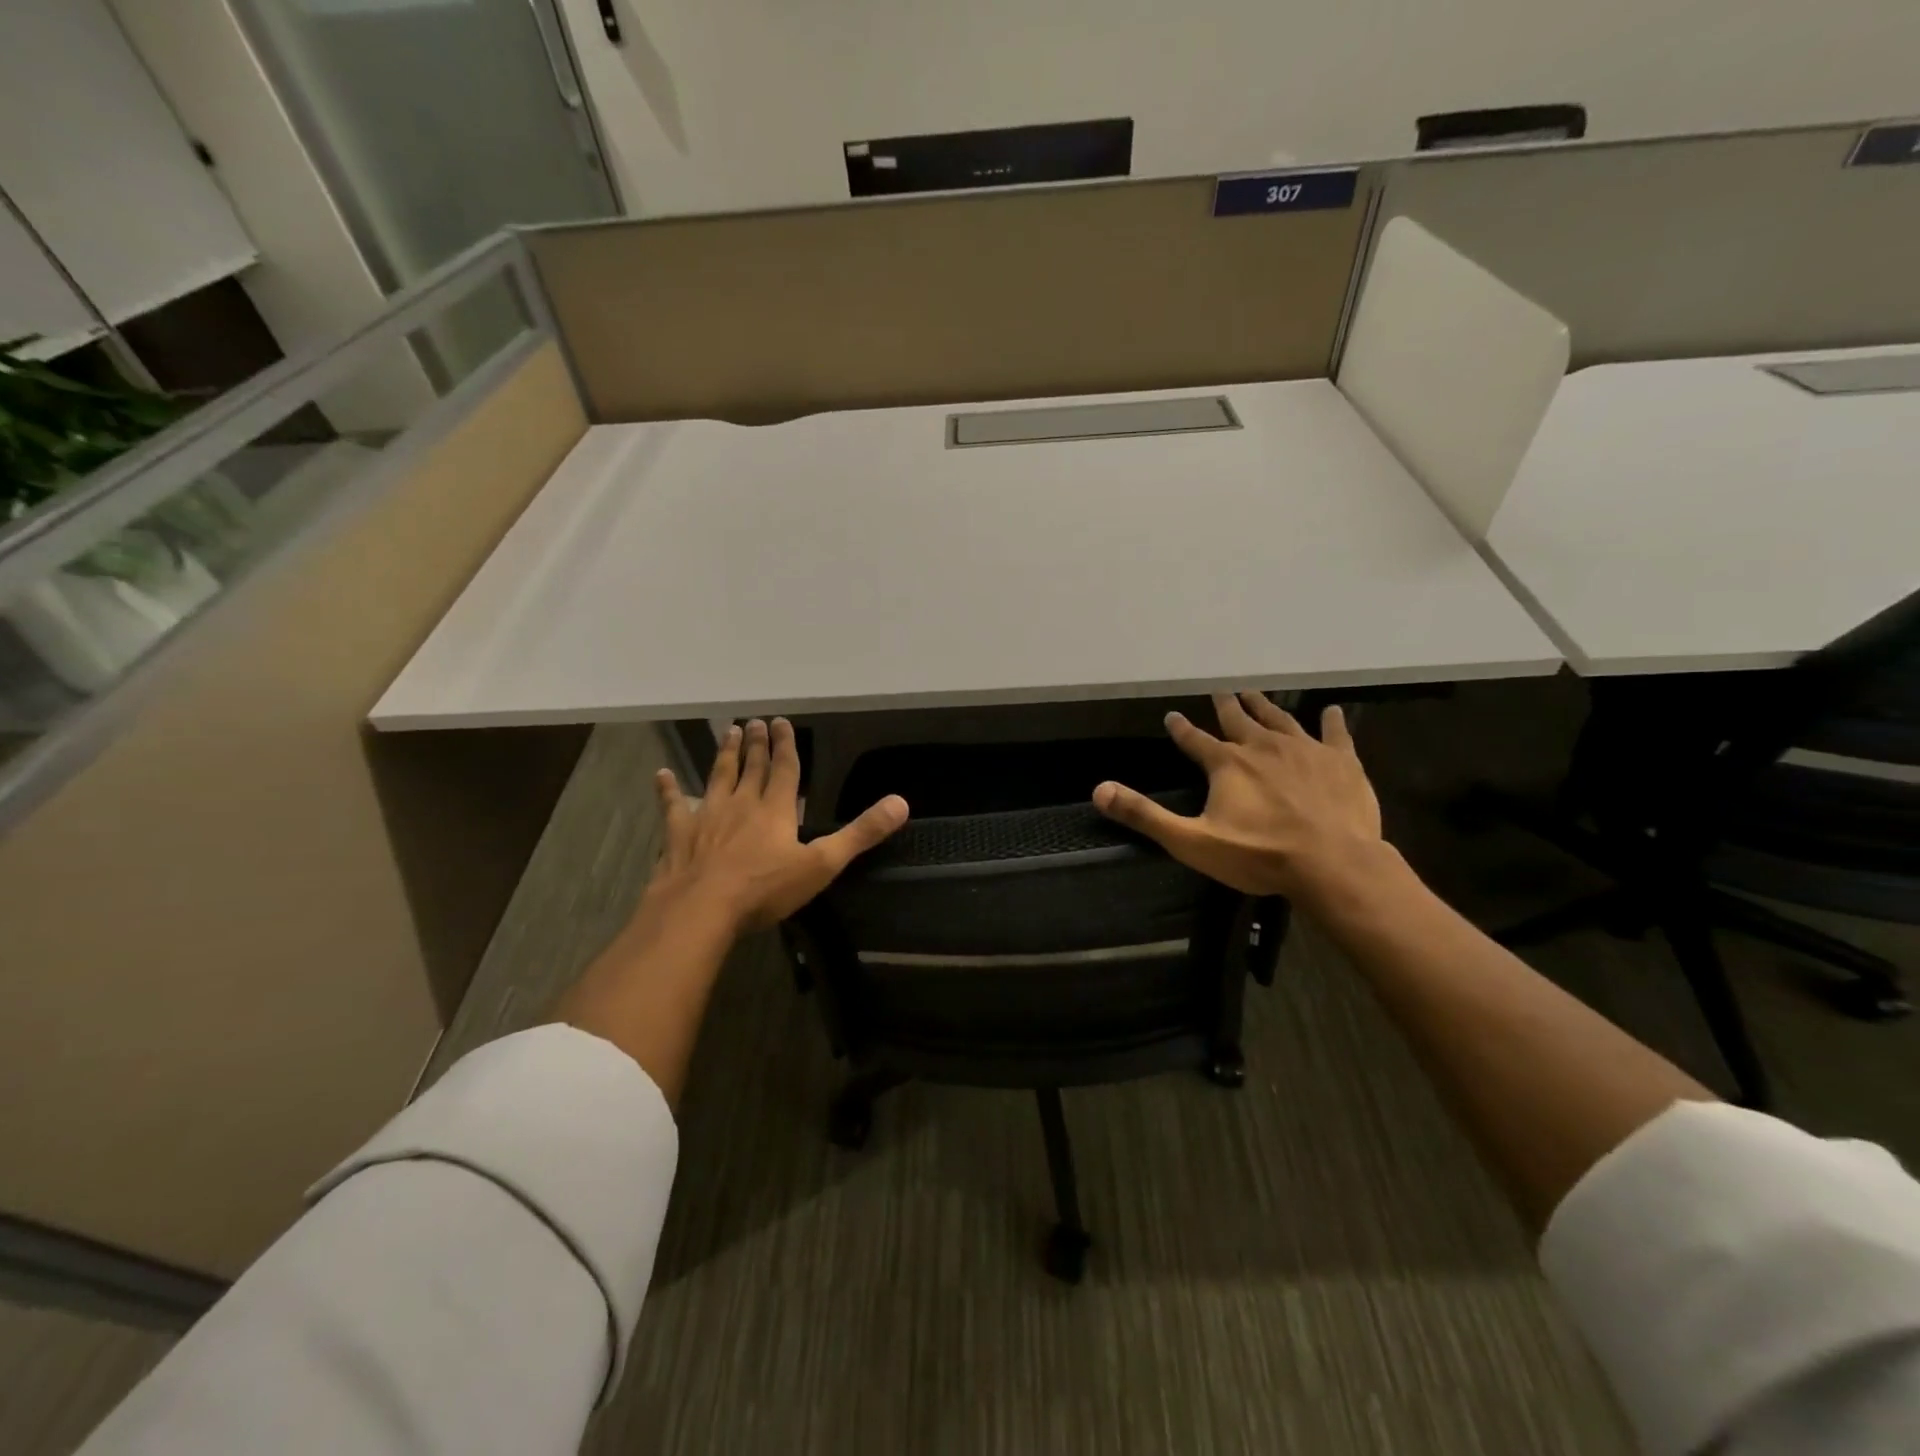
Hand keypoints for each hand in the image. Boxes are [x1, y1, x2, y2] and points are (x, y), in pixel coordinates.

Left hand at [649, 718, 908, 930]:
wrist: (701, 909)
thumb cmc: (764, 889)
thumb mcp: (822, 864)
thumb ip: (861, 834)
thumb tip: (901, 803)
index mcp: (776, 810)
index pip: (785, 769)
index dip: (786, 745)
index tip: (781, 721)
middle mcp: (742, 804)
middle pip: (751, 767)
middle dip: (755, 743)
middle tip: (753, 721)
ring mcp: (707, 817)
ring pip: (718, 777)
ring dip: (723, 754)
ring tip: (727, 731)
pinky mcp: (680, 835)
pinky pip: (673, 806)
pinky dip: (668, 790)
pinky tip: (661, 775)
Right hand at [1091, 691, 1382, 899]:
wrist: (1331, 864)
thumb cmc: (1258, 855)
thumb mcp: (1191, 841)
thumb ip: (1145, 814)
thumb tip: (1099, 790)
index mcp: (1227, 764)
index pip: (1195, 740)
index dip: (1181, 729)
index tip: (1172, 716)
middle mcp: (1263, 747)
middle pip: (1239, 720)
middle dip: (1226, 706)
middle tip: (1220, 691)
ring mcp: (1305, 750)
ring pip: (1281, 720)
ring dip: (1265, 706)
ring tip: (1255, 693)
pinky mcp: (1341, 762)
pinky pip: (1335, 734)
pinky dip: (1332, 722)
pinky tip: (1333, 711)